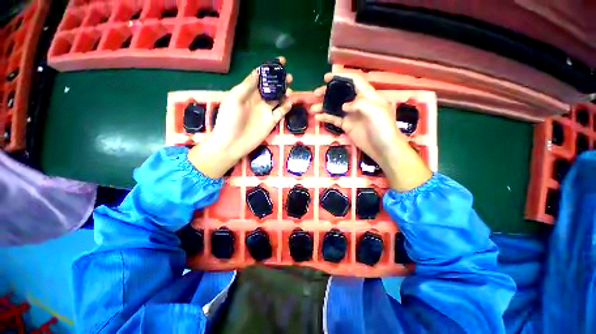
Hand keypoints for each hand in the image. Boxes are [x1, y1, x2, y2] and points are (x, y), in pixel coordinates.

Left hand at [189, 57, 293, 177]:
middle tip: (289, 76)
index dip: (269, 68)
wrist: (232, 143)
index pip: (260, 77)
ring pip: (278, 99)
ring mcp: (265, 111)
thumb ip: (247, 85)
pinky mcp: (271, 122)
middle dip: (280, 80)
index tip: (281, 61)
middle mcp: (258, 100)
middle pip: (271, 87)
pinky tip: (289, 102)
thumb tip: (259, 71)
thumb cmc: (229, 119)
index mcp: (247, 92)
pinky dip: (286, 107)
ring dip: (285, 93)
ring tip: (290, 88)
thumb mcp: (235, 98)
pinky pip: (280, 112)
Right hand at [310, 73, 431, 190]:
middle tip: (316, 93)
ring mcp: (351, 115)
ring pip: (335, 107)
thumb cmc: (383, 128)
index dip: (341, 77)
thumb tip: (344, 106)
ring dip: (324, 106)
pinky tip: (318, 118)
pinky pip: (334, 119)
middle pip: (341, 93)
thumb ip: (360, 104)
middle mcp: (358, 103)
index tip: (327, 78)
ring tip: (313, 108)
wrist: (383, 148)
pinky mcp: (347, 125)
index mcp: (367, 95)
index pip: (354, 81)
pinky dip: (326, 118)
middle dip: (328, 92)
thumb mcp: (376, 111)